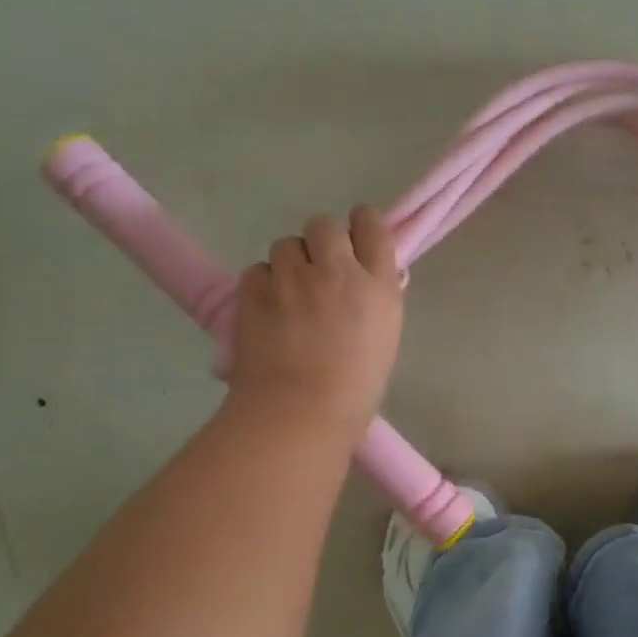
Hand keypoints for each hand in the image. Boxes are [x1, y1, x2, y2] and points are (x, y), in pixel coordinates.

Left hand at [228, 208, 403, 436]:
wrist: (301, 411)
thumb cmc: (355, 390)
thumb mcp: (383, 338)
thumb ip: (374, 300)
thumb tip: (361, 282)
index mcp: (378, 285)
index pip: (372, 226)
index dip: (361, 226)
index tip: (354, 239)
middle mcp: (337, 270)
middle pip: (325, 224)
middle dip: (321, 241)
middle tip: (317, 270)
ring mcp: (293, 277)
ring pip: (287, 245)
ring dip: (289, 263)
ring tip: (288, 295)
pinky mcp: (255, 289)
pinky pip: (258, 270)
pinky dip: (263, 284)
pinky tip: (267, 310)